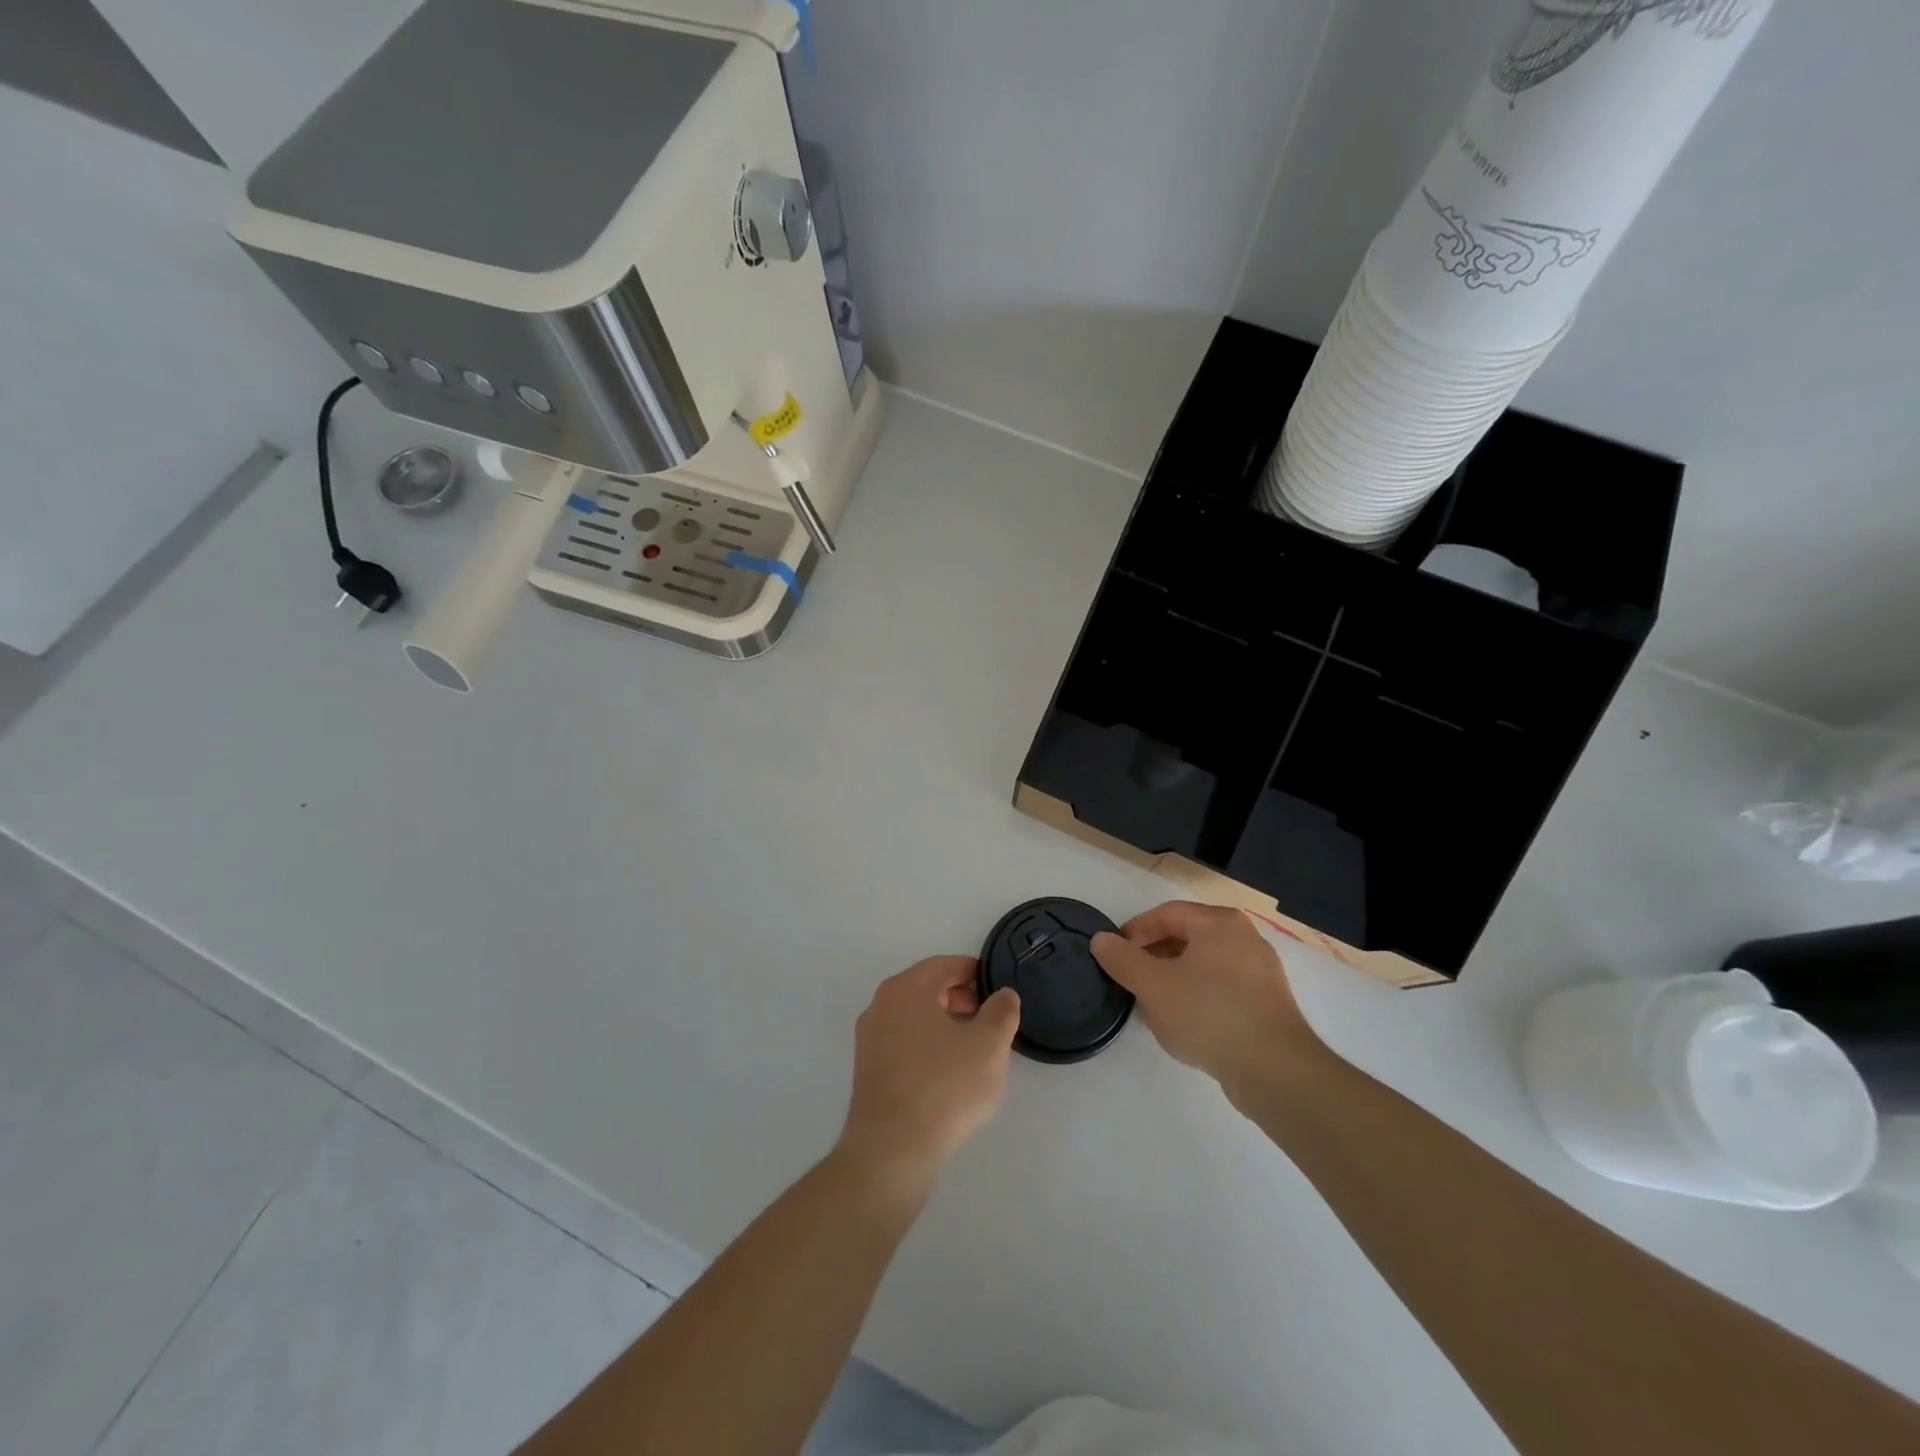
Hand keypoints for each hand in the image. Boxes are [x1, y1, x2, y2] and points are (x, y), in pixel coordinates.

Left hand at [836, 957, 1019, 1194]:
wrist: (891, 1151)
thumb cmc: (944, 1087)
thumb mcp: (989, 1045)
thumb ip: (1002, 1012)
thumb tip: (1003, 995)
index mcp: (906, 988)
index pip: (946, 965)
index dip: (976, 973)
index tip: (998, 990)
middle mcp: (881, 1004)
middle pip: (928, 988)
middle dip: (961, 998)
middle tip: (990, 1020)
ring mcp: (870, 1038)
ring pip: (915, 1016)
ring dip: (945, 1023)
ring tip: (973, 1049)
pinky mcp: (867, 1069)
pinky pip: (903, 1042)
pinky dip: (927, 1045)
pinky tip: (947, 1072)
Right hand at [1091, 902, 1320, 1100]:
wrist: (1275, 1070)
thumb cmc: (1209, 1014)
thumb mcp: (1153, 986)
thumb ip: (1123, 959)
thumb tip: (1100, 940)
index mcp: (1219, 923)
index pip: (1166, 914)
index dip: (1135, 931)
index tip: (1114, 953)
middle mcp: (1245, 938)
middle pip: (1187, 937)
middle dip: (1154, 956)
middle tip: (1130, 979)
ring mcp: (1261, 972)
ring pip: (1204, 965)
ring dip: (1174, 978)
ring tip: (1152, 1004)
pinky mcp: (1268, 1004)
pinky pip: (1223, 988)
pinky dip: (1198, 996)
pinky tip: (1183, 1022)